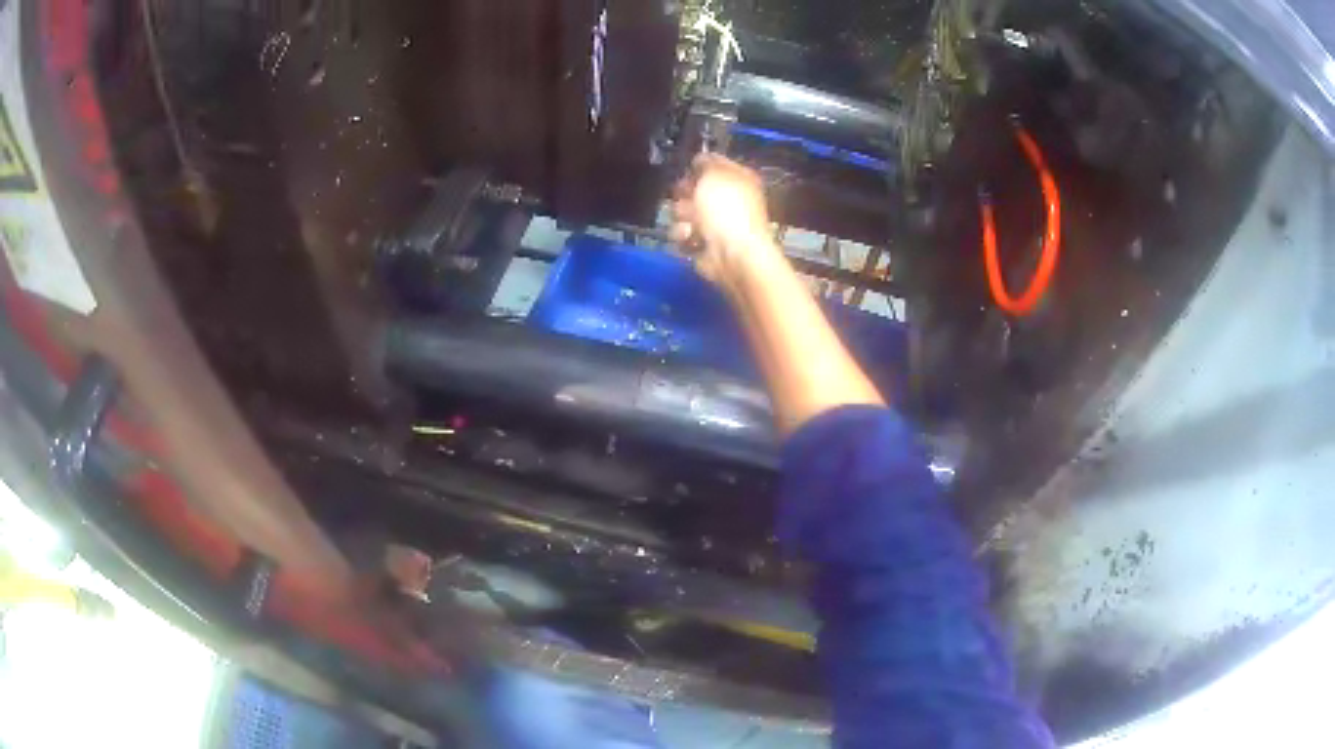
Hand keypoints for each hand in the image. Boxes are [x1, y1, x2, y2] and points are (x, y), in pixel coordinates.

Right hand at [671, 154, 776, 287]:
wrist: (731, 253)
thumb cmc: (726, 208)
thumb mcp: (715, 173)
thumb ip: (706, 161)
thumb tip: (700, 158)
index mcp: (738, 179)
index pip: (713, 164)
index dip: (698, 165)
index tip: (688, 167)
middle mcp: (728, 200)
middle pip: (693, 188)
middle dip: (684, 193)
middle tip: (685, 195)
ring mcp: (715, 223)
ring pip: (682, 211)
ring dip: (682, 216)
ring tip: (691, 223)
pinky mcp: (703, 244)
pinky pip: (682, 234)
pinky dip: (684, 236)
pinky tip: (691, 238)